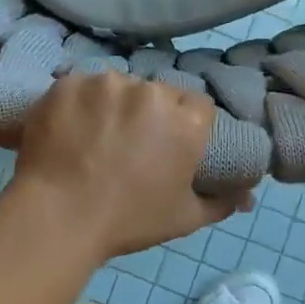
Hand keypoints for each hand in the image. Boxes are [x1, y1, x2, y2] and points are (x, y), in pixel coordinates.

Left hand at [11, 72, 242, 259]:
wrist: (58, 217)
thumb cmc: (128, 221)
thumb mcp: (184, 219)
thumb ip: (220, 202)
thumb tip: (246, 198)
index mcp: (185, 120)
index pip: (197, 107)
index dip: (185, 123)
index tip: (168, 143)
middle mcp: (150, 91)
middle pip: (157, 93)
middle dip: (149, 113)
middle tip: (129, 143)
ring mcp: (106, 83)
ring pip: (117, 86)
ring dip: (112, 105)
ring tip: (94, 136)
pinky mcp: (69, 83)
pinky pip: (80, 88)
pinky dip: (77, 105)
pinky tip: (68, 129)